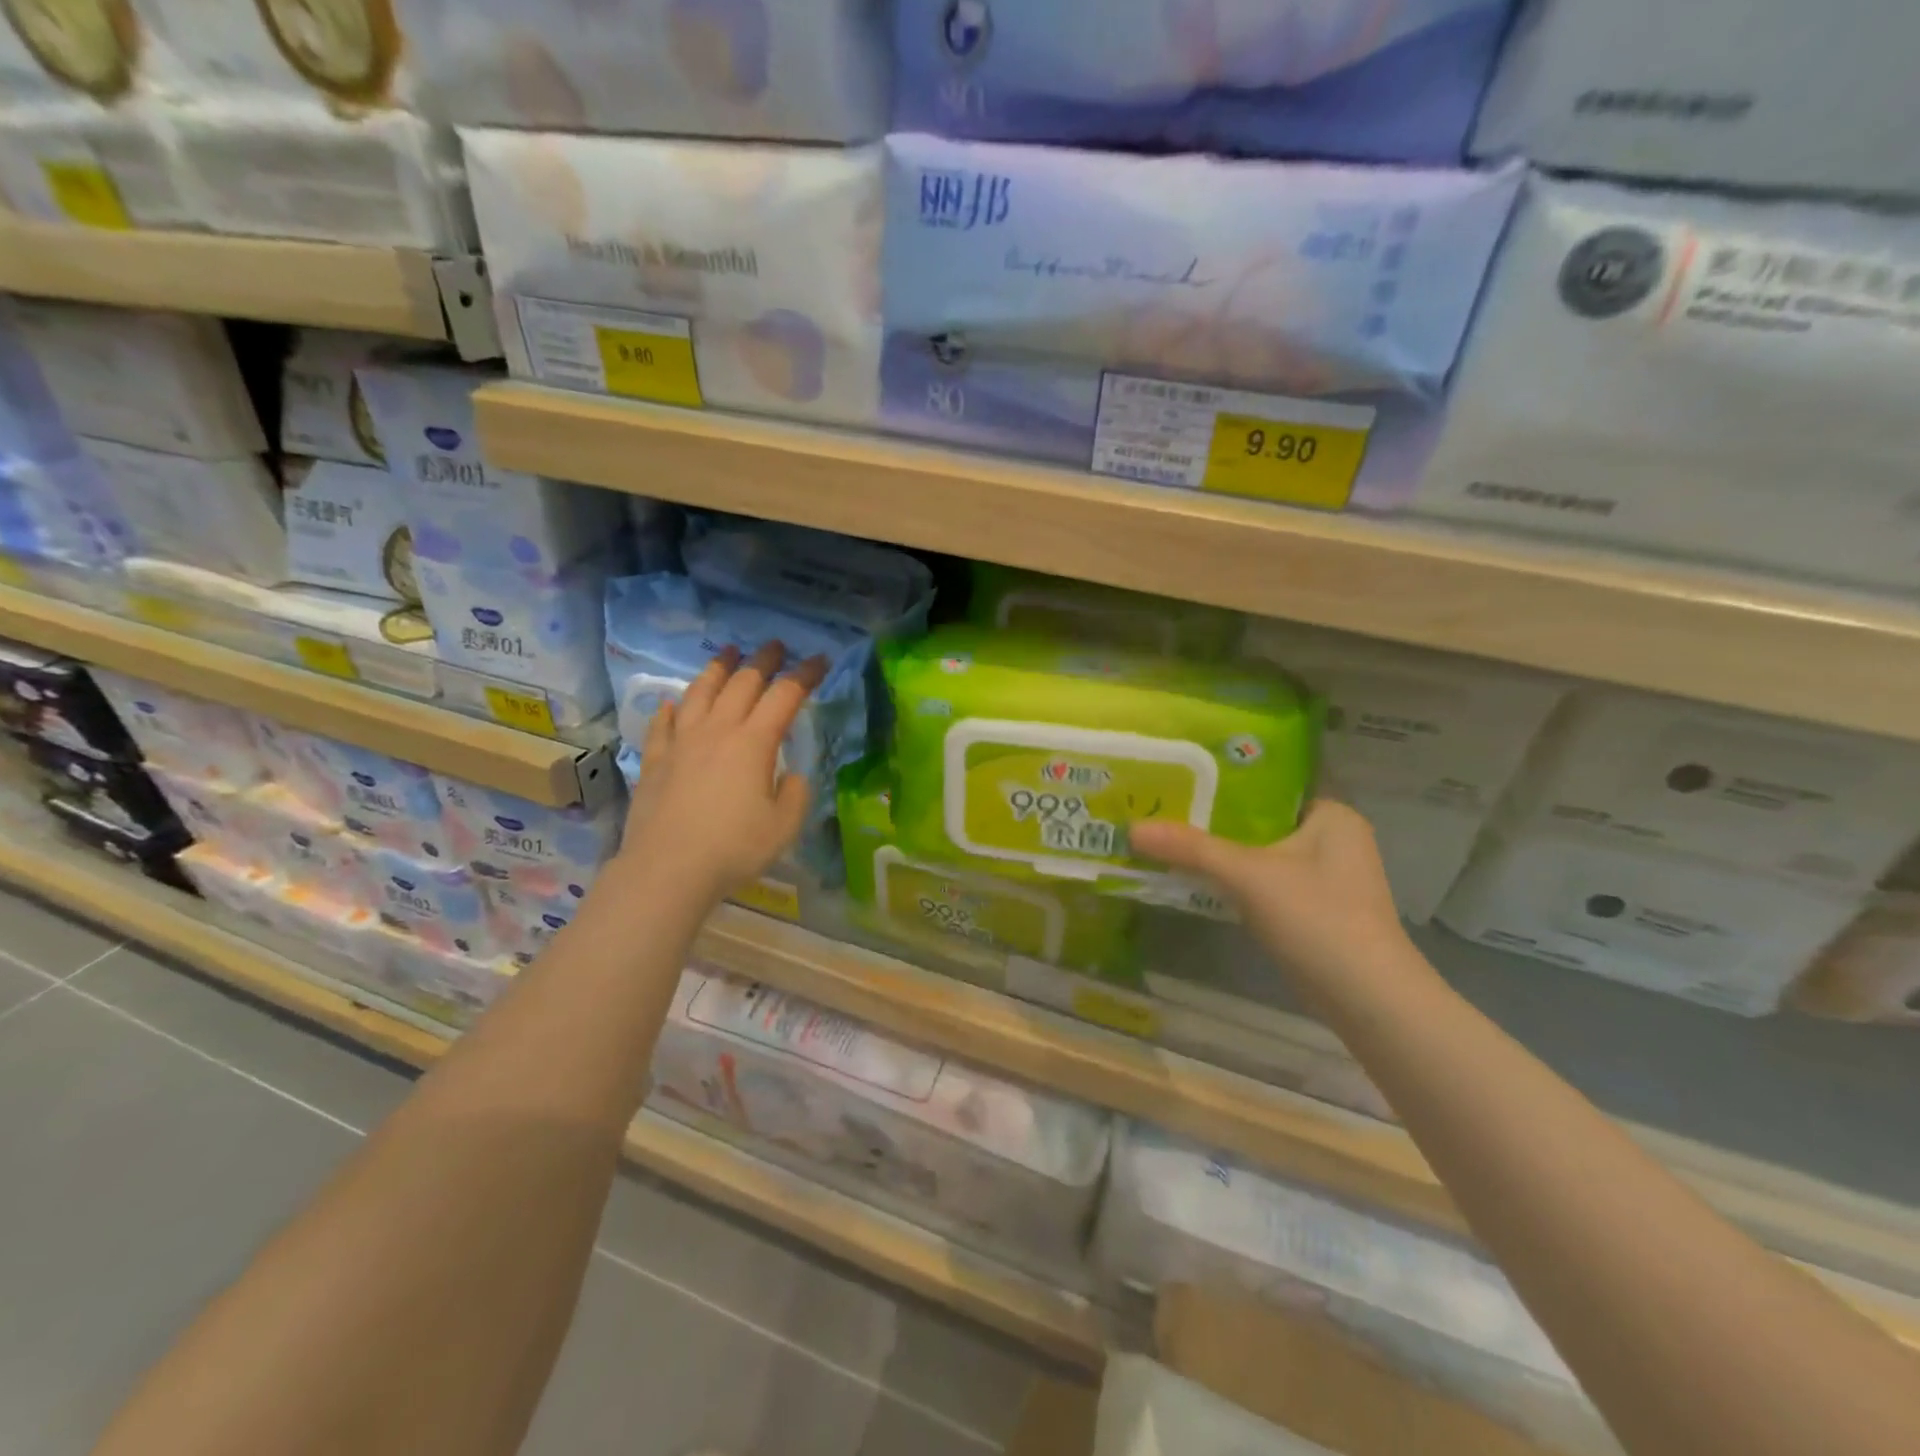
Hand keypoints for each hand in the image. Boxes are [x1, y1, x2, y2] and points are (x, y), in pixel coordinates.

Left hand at [619, 642, 826, 904]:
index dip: (805, 675)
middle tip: (775, 647)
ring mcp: (682, 741)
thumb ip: (795, 794)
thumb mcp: (784, 826)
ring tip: (729, 654)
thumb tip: (789, 776)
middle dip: (763, 661)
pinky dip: (673, 708)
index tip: (819, 660)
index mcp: (754, 742)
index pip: (785, 696)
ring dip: (718, 669)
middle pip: (742, 683)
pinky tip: (674, 704)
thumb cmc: (734, 848)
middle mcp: (718, 730)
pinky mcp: (656, 759)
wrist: (668, 868)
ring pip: (700, 692)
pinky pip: (663, 723)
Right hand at [1130, 799, 1419, 1004]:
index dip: (1227, 775)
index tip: (1182, 772)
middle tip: (1165, 803)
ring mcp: (1325, 877)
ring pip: (1261, 850)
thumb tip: (1131, 829)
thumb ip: (1191, 848)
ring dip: (1223, 848)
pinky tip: (1197, 875)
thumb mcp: (1248, 875)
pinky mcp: (1314, 908)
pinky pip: (1264, 879)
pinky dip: (1235, 877)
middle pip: (1262, 817)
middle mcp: (1334, 839)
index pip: (1273, 781)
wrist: (1367, 1000)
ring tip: (1170, 833)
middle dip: (1216, 815)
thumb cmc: (1318, 918)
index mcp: (1332, 815)